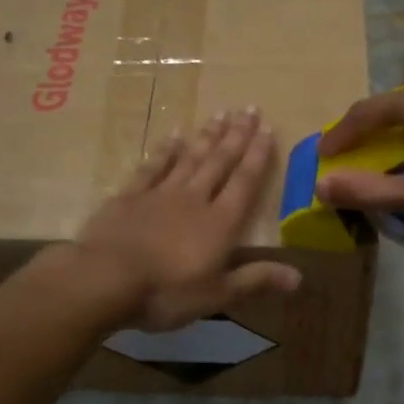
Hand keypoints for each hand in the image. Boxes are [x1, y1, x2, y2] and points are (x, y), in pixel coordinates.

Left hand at [70, 108, 301, 331]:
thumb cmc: (166, 293)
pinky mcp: (129, 196)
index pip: (244, 183)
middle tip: (249, 108)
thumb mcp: (217, 295)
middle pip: (219, 162)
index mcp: (219, 224)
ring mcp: (159, 194)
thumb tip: (299, 277)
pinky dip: (164, 151)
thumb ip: (256, 280)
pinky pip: (152, 167)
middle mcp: (194, 199)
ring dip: (206, 137)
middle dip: (237, 136)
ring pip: (189, 158)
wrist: (105, 279)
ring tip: (220, 114)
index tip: (267, 129)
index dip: (258, 156)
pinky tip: (173, 136)